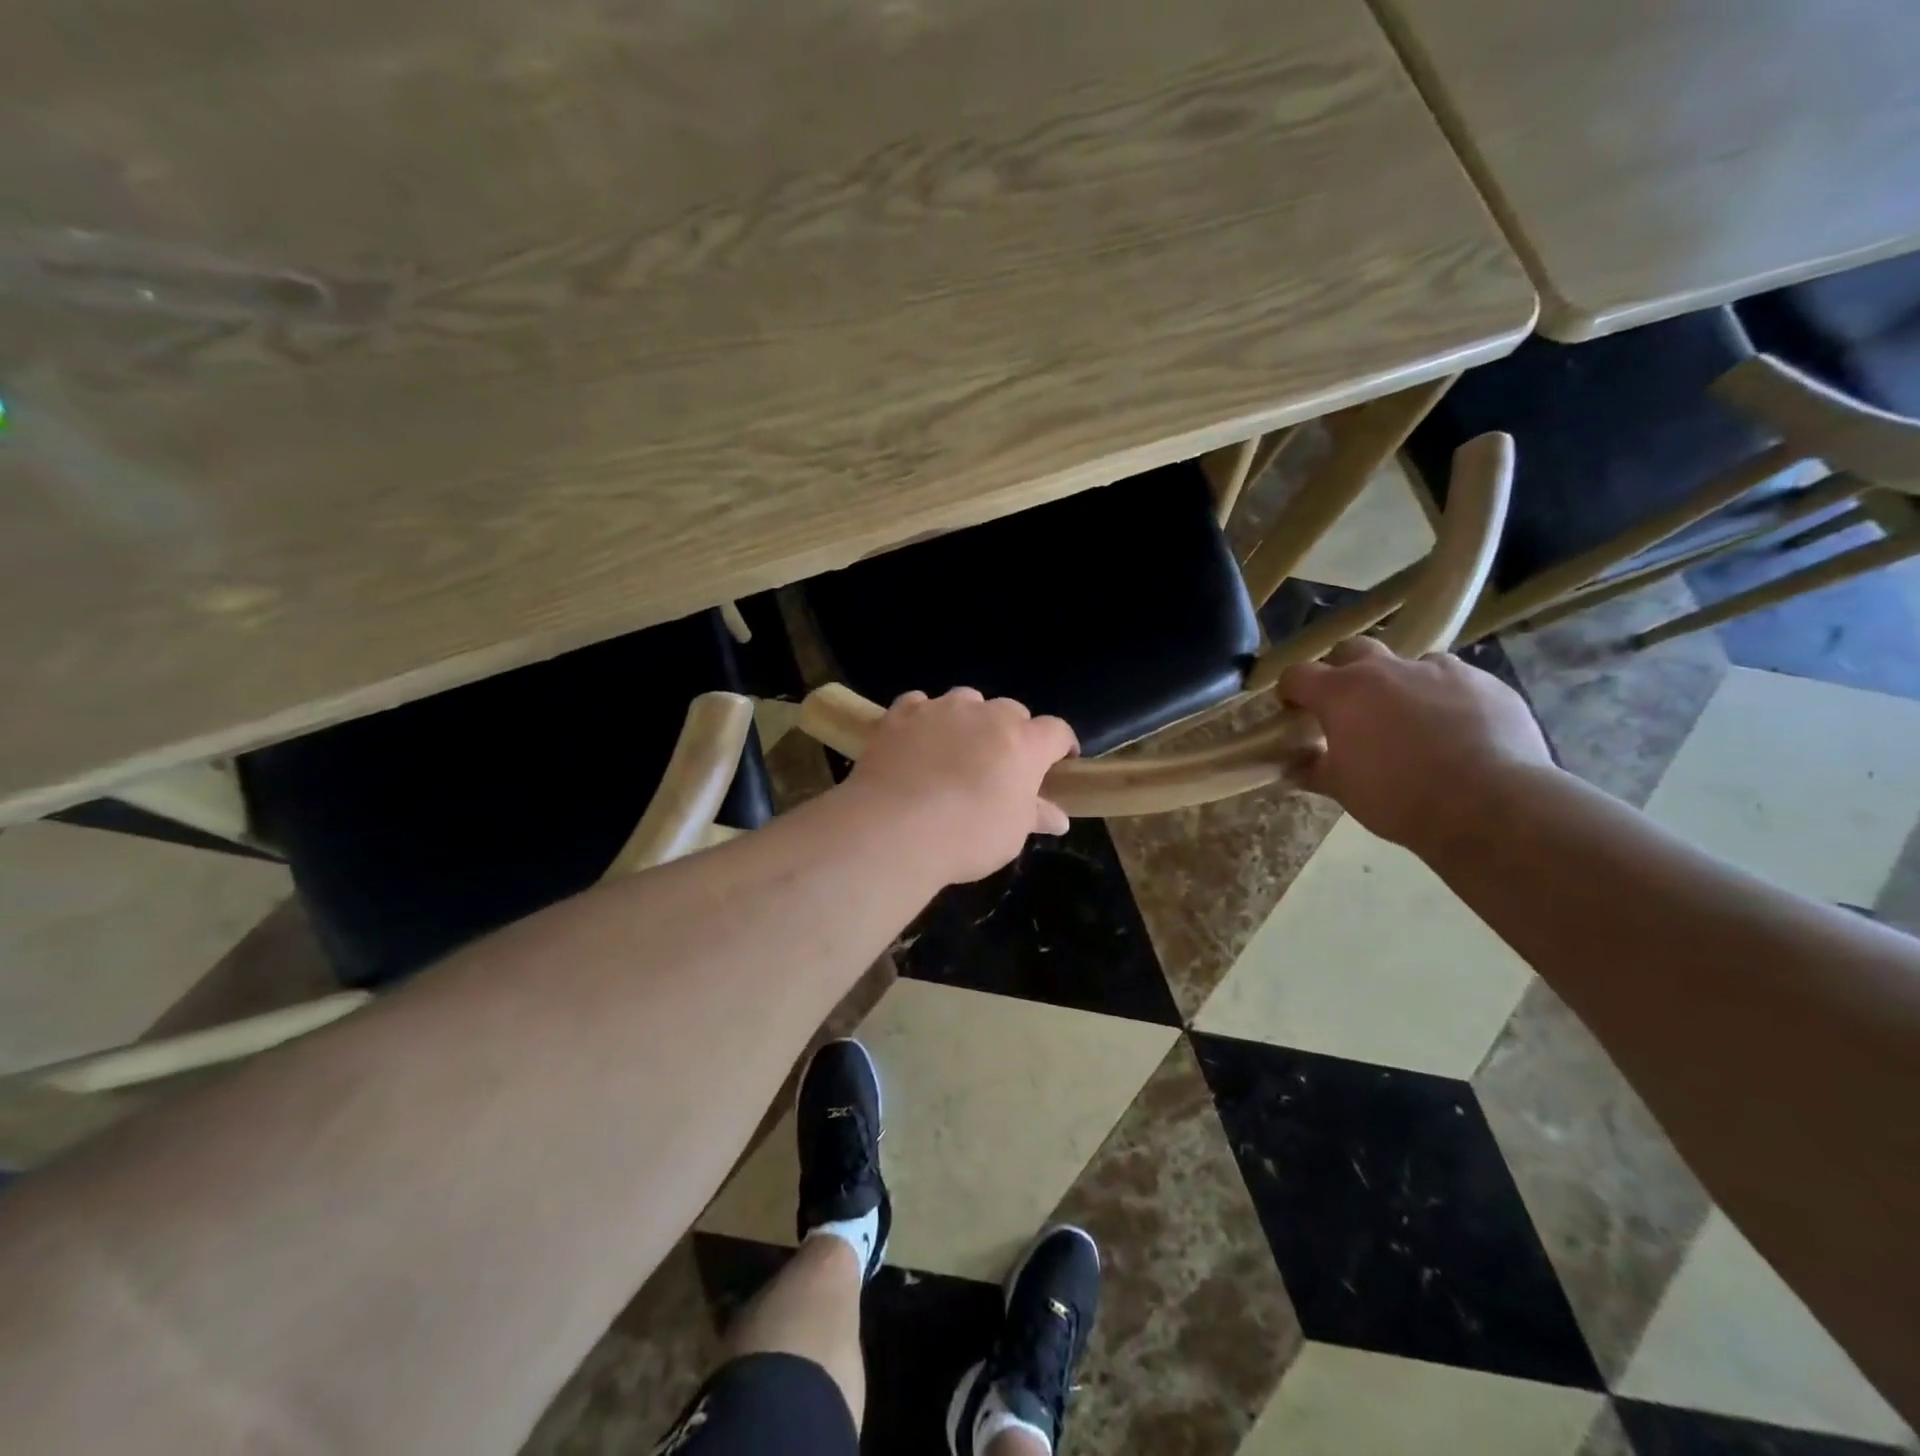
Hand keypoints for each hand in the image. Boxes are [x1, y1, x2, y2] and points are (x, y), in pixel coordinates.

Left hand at [842, 688, 1077, 884]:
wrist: (893, 829)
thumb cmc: (967, 836)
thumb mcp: (1011, 834)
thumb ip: (1035, 816)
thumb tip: (1059, 818)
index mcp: (1024, 742)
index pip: (1056, 731)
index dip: (1060, 746)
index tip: (1058, 763)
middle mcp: (986, 715)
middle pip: (1011, 711)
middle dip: (1012, 733)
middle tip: (1001, 765)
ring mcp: (941, 709)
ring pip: (966, 700)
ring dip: (969, 719)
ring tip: (957, 749)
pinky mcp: (901, 714)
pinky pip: (919, 704)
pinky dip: (924, 717)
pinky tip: (917, 739)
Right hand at [1276, 637, 1552, 850]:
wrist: (1490, 805)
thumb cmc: (1398, 797)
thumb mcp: (1342, 788)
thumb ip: (1313, 769)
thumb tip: (1292, 766)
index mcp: (1343, 692)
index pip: (1298, 675)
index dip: (1291, 690)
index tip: (1293, 710)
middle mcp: (1388, 669)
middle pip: (1353, 650)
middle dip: (1344, 671)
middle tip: (1350, 706)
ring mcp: (1441, 671)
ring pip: (1411, 663)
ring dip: (1402, 683)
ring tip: (1411, 719)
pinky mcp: (1487, 682)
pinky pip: (1456, 681)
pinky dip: (1446, 698)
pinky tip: (1456, 731)